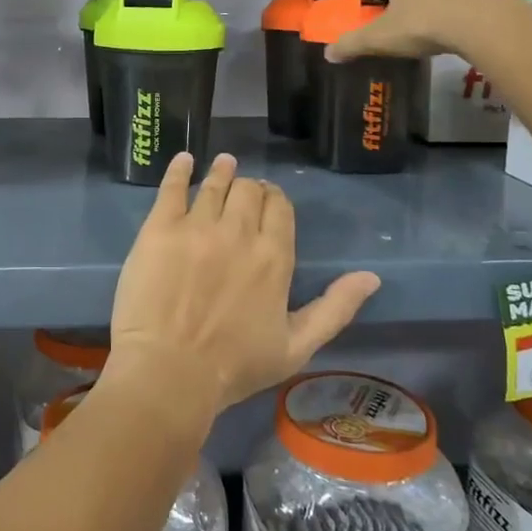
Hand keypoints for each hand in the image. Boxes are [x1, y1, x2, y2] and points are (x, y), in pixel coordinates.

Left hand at [106, 154, 379, 421]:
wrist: (170, 371)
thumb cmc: (234, 367)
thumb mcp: (297, 347)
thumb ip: (335, 308)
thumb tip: (372, 277)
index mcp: (274, 257)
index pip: (280, 209)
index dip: (275, 200)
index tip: (269, 200)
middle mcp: (238, 232)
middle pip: (248, 191)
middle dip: (250, 187)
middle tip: (244, 189)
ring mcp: (196, 226)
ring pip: (214, 185)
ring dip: (222, 171)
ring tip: (224, 162)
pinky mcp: (159, 228)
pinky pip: (172, 188)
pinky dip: (179, 170)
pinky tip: (184, 159)